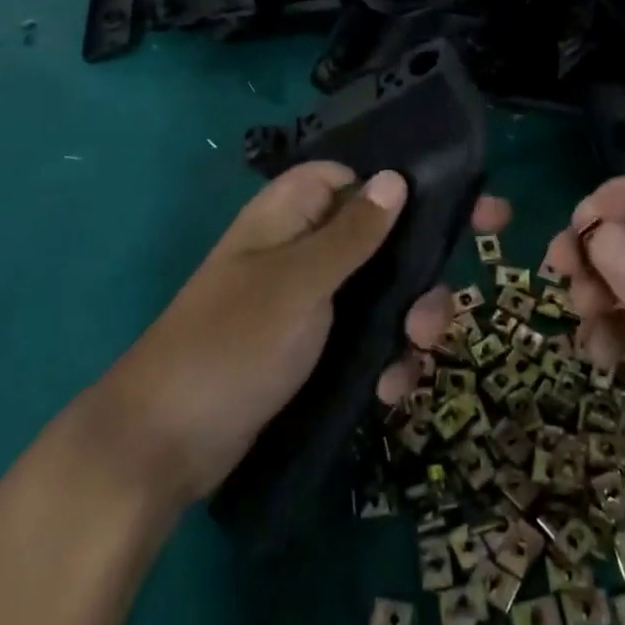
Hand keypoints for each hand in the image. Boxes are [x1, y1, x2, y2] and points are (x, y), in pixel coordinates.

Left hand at [91, 162, 507, 508]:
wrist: (164, 447)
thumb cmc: (232, 343)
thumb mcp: (299, 282)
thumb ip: (352, 232)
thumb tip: (394, 177)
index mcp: (290, 216)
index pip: (352, 176)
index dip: (401, 184)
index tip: (459, 203)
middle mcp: (303, 251)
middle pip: (381, 237)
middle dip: (421, 269)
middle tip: (449, 301)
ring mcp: (309, 304)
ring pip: (382, 292)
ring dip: (409, 320)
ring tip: (417, 352)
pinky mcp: (313, 351)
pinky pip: (366, 339)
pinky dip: (385, 359)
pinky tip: (392, 389)